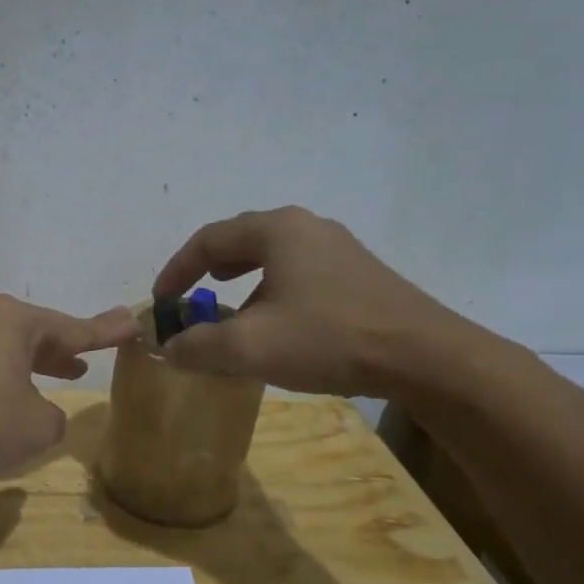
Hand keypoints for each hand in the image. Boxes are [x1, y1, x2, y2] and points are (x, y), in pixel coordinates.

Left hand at [0, 295, 138, 479]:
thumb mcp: (37, 427)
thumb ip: (54, 418)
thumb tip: (40, 413)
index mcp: (15, 322)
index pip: (73, 328)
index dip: (105, 331)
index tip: (132, 322)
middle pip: (40, 333)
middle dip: (68, 346)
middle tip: (95, 351)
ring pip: (12, 351)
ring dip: (39, 364)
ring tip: (66, 373)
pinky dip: (11, 379)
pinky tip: (15, 400)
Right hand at [152, 206, 478, 396]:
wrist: (423, 356)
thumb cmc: (327, 339)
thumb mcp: (250, 347)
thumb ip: (199, 345)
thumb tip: (168, 348)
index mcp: (277, 230)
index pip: (209, 240)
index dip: (177, 270)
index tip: (161, 301)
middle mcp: (307, 227)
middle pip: (242, 240)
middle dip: (209, 269)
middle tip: (194, 296)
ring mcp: (339, 247)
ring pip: (274, 256)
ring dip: (243, 280)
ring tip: (232, 307)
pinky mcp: (359, 273)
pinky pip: (300, 271)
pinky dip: (273, 289)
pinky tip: (279, 322)